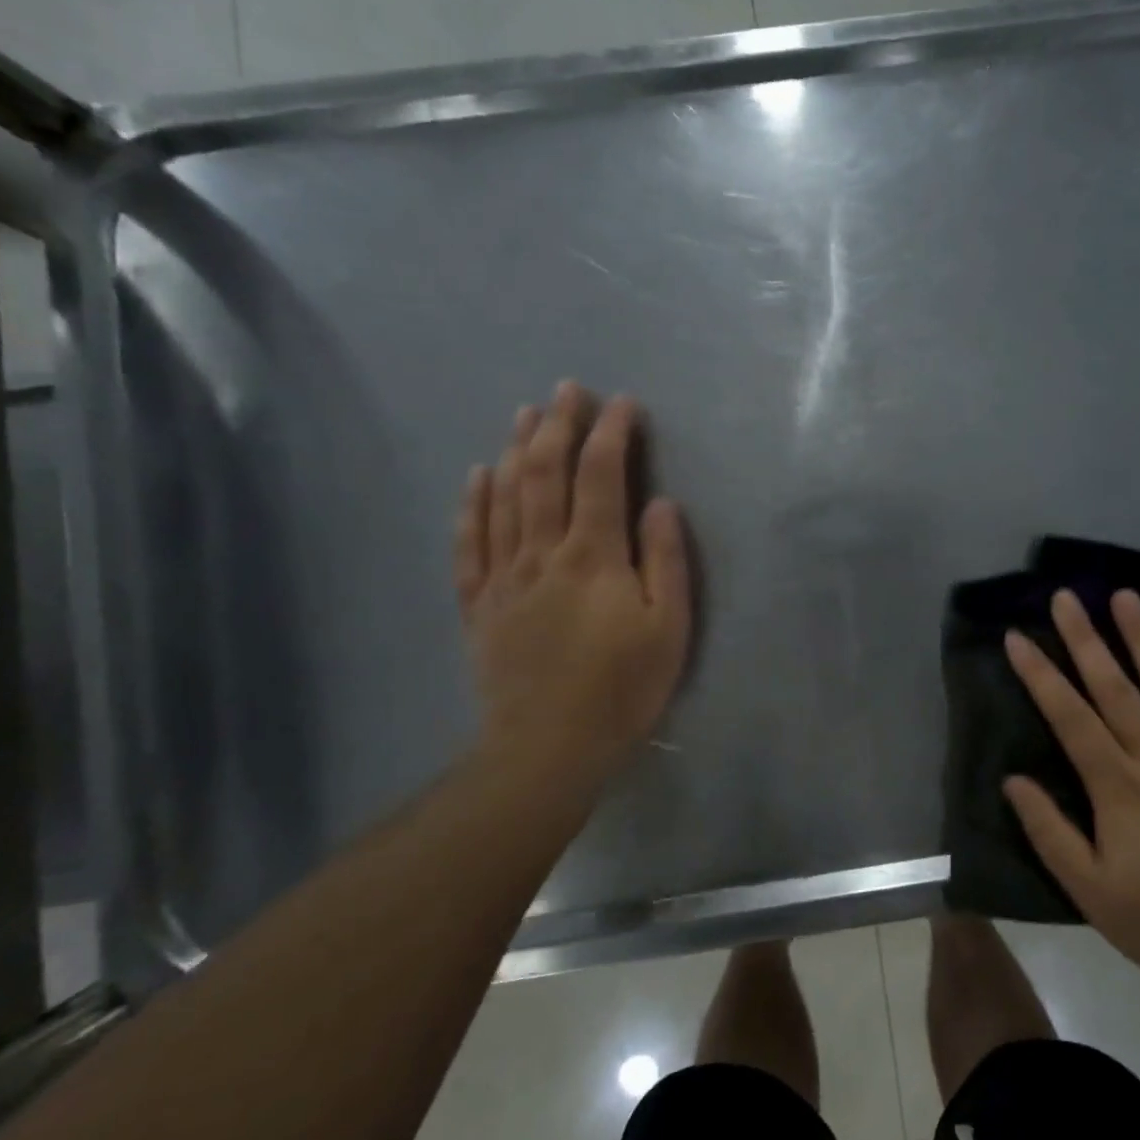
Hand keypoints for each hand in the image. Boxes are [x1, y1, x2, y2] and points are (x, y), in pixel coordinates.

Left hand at [454, 383, 690, 803]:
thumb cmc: (622, 690)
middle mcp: (543, 553)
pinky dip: (473, 503)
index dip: (611, 434)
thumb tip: (659, 502)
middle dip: (558, 426)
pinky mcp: (480, 604)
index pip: (601, 477)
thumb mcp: (669, 629)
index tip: (622, 404)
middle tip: (566, 390)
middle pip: (545, 475)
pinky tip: (478, 475)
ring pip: (505, 498)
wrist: (547, 749)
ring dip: (517, 450)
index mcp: (594, 558)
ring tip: (526, 414)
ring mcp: (504, 577)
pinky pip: (470, 542)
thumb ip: (664, 561)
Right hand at [1002, 591, 1139, 999]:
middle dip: (1086, 639)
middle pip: (1115, 689)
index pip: (1070, 718)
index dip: (1040, 675)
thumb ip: (1050, 834)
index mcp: (1119, 788)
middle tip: (1066, 596)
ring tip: (1125, 595)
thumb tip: (1013, 781)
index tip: (1016, 636)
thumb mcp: (1094, 895)